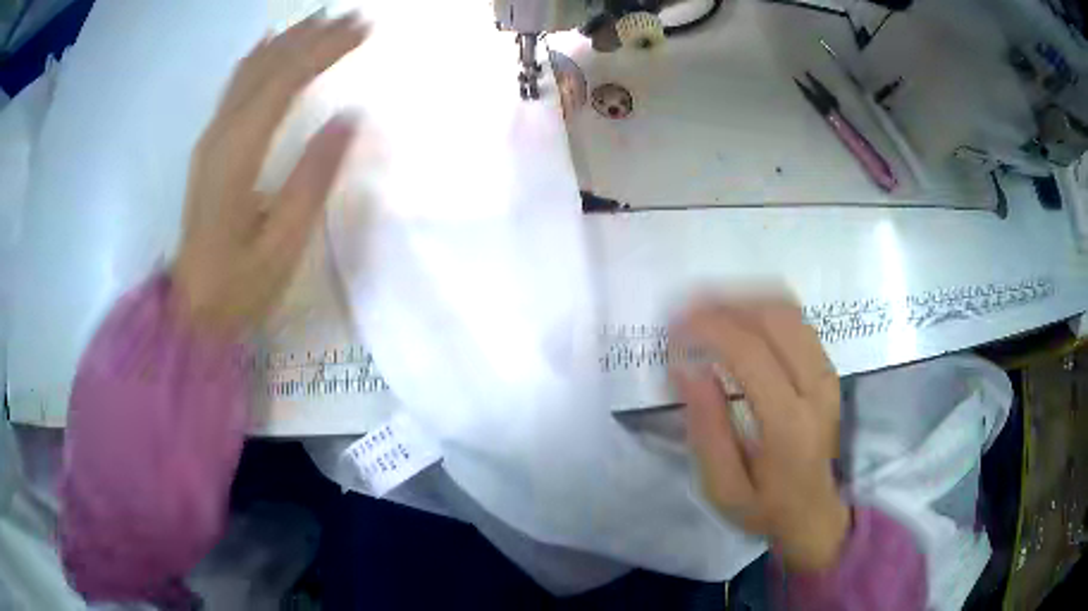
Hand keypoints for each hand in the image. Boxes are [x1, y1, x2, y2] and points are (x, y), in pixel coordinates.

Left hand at [172, 14, 368, 335]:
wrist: (193, 310)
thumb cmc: (239, 285)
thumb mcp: (282, 244)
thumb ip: (312, 178)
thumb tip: (349, 119)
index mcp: (237, 156)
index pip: (285, 83)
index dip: (325, 51)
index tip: (364, 30)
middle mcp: (219, 135)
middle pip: (266, 68)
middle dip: (311, 36)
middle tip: (353, 17)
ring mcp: (210, 140)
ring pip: (248, 72)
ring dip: (286, 40)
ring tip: (321, 20)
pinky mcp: (209, 149)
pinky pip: (234, 88)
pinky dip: (257, 58)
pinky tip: (269, 45)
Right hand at [670, 297, 848, 571]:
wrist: (814, 513)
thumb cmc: (764, 507)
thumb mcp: (722, 486)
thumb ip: (706, 429)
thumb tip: (686, 368)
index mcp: (788, 423)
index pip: (751, 353)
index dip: (710, 328)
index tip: (673, 326)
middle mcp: (816, 387)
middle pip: (774, 317)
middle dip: (724, 304)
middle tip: (684, 312)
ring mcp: (827, 373)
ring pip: (788, 310)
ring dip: (743, 300)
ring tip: (706, 311)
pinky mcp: (828, 368)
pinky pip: (797, 320)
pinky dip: (763, 308)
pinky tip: (737, 319)